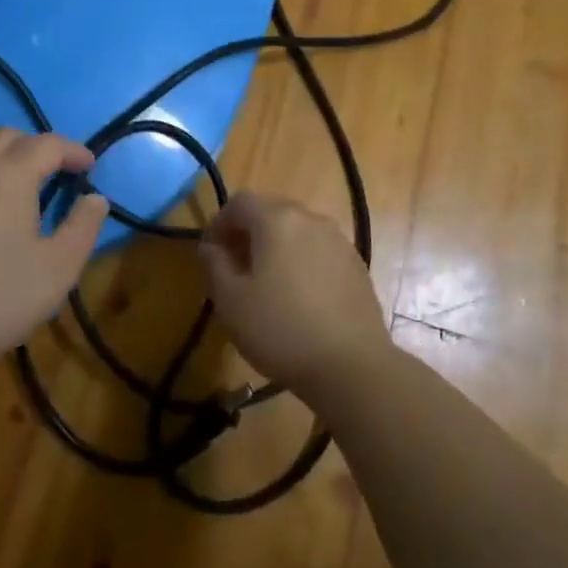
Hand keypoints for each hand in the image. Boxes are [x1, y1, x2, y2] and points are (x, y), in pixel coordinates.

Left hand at [0, 128, 110, 373]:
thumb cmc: (0, 295)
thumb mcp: (60, 265)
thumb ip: (83, 225)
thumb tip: (95, 198)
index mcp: (9, 174)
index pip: (48, 144)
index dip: (74, 151)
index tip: (90, 167)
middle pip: (9, 137)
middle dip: (38, 147)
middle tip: (59, 174)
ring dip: (9, 160)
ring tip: (29, 193)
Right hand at [197, 192, 389, 392]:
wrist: (353, 365)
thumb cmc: (281, 329)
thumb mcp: (231, 301)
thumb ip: (215, 265)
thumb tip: (211, 247)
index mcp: (276, 220)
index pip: (239, 202)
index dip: (219, 222)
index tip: (210, 252)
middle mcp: (310, 219)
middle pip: (271, 211)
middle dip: (248, 232)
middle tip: (234, 265)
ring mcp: (338, 241)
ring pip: (297, 230)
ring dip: (276, 246)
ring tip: (266, 281)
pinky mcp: (356, 265)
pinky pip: (319, 250)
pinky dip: (302, 260)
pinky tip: (299, 296)